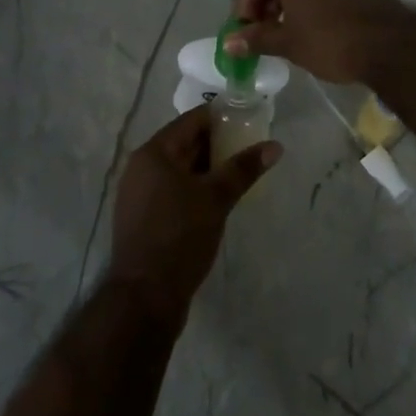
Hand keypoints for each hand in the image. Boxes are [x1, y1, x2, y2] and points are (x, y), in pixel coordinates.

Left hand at [108, 106, 279, 323]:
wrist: (144, 298)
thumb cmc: (179, 237)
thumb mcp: (216, 199)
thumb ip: (244, 168)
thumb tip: (275, 146)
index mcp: (154, 153)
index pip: (192, 120)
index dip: (221, 117)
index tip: (249, 120)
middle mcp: (141, 167)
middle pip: (185, 143)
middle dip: (218, 144)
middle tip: (250, 147)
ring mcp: (140, 194)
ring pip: (180, 169)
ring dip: (208, 168)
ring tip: (240, 172)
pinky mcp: (144, 218)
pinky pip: (173, 190)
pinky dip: (195, 188)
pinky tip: (218, 199)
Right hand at [227, 0, 412, 83]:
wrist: (393, 45)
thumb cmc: (332, 42)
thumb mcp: (289, 44)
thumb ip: (257, 39)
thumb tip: (229, 42)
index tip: (250, 27)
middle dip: (264, 1)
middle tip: (265, 32)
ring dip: (287, 3)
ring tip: (290, 34)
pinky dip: (311, 3)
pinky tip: (319, 31)